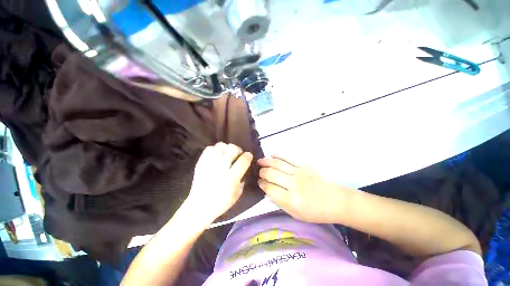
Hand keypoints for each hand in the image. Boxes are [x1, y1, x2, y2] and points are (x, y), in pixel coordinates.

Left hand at [186, 142, 252, 223]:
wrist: (200, 206)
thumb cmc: (221, 202)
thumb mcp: (238, 193)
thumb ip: (242, 178)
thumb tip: (243, 167)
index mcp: (232, 177)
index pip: (243, 160)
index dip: (248, 155)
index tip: (248, 155)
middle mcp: (221, 168)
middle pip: (232, 149)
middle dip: (237, 150)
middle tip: (236, 155)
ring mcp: (210, 164)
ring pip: (221, 146)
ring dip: (226, 148)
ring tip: (226, 154)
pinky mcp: (201, 163)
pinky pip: (209, 148)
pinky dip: (215, 149)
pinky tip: (216, 155)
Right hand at [258, 155, 352, 222]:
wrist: (335, 201)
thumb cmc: (315, 211)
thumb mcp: (296, 214)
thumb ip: (280, 203)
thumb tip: (267, 192)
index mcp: (291, 200)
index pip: (270, 189)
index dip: (262, 185)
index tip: (259, 182)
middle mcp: (293, 185)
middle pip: (272, 174)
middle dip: (262, 172)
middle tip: (259, 172)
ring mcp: (299, 173)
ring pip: (278, 164)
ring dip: (267, 162)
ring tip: (259, 161)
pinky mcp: (304, 166)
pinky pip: (288, 159)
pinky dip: (279, 156)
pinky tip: (272, 155)